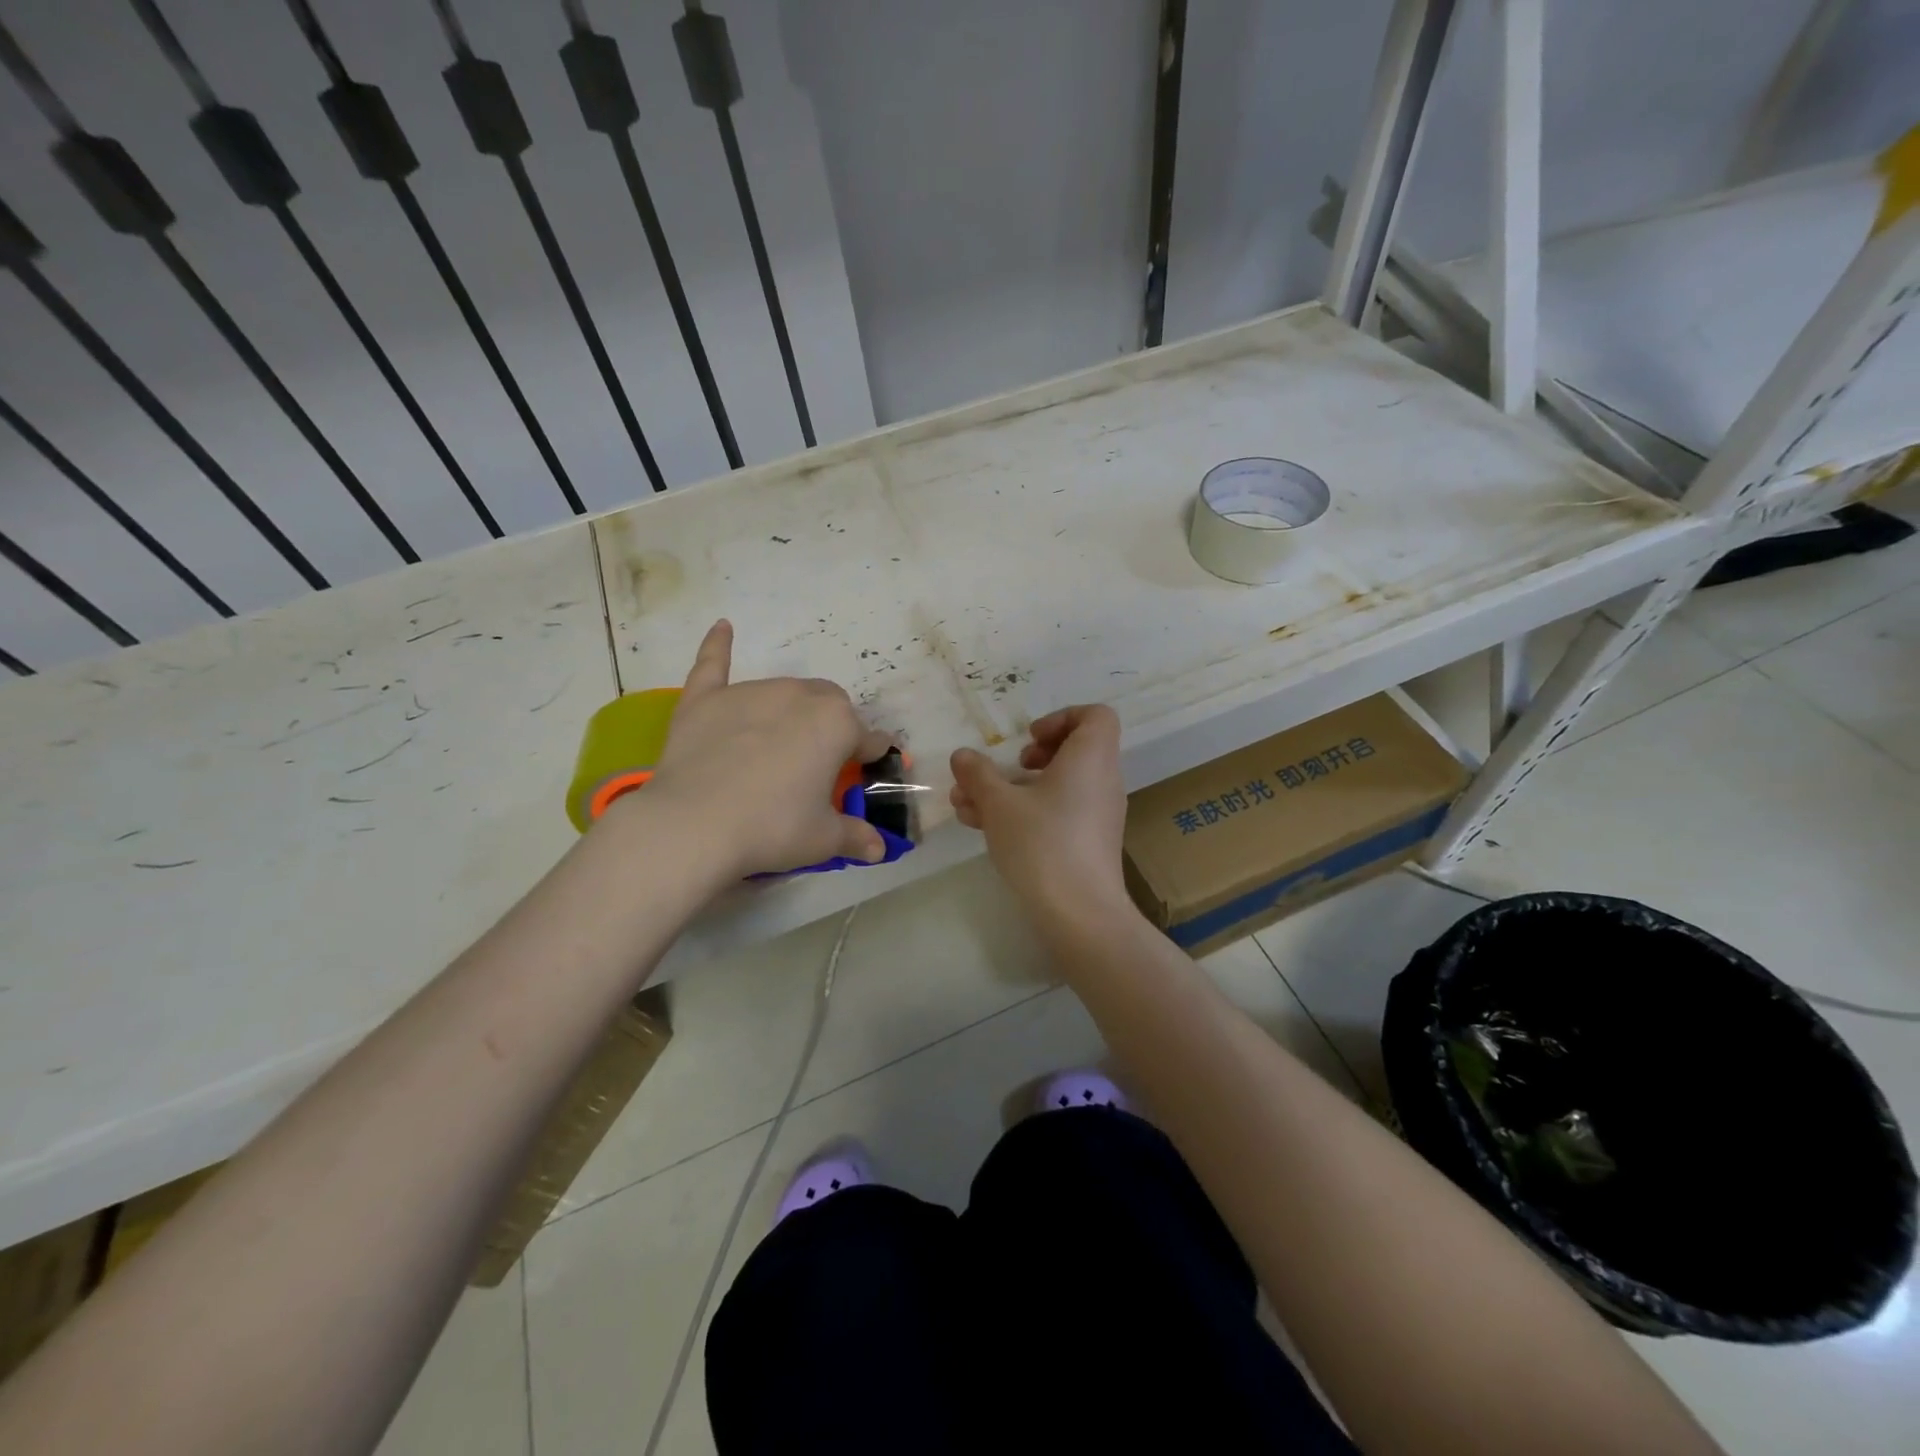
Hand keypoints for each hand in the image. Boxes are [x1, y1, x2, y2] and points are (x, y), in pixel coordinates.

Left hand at [635, 620, 892, 877]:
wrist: (694, 826)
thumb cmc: (772, 829)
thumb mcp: (823, 840)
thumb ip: (855, 837)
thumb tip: (879, 850)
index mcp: (837, 725)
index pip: (869, 738)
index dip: (870, 757)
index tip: (867, 771)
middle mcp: (800, 697)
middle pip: (829, 703)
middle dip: (832, 727)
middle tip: (818, 764)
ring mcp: (750, 693)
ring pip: (784, 690)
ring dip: (792, 710)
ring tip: (778, 745)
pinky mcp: (706, 699)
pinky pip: (713, 664)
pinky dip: (718, 646)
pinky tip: (723, 627)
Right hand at [949, 705, 1131, 927]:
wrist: (1080, 914)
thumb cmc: (1042, 843)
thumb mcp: (999, 804)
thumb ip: (978, 774)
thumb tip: (962, 755)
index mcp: (1090, 758)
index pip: (1095, 716)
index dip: (1061, 718)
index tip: (1029, 740)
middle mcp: (1102, 781)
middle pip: (1073, 751)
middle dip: (1029, 758)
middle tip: (1007, 769)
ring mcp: (1098, 815)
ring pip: (1057, 786)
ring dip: (1014, 789)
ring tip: (969, 805)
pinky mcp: (1088, 843)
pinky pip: (1059, 812)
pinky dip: (1027, 812)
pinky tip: (984, 828)